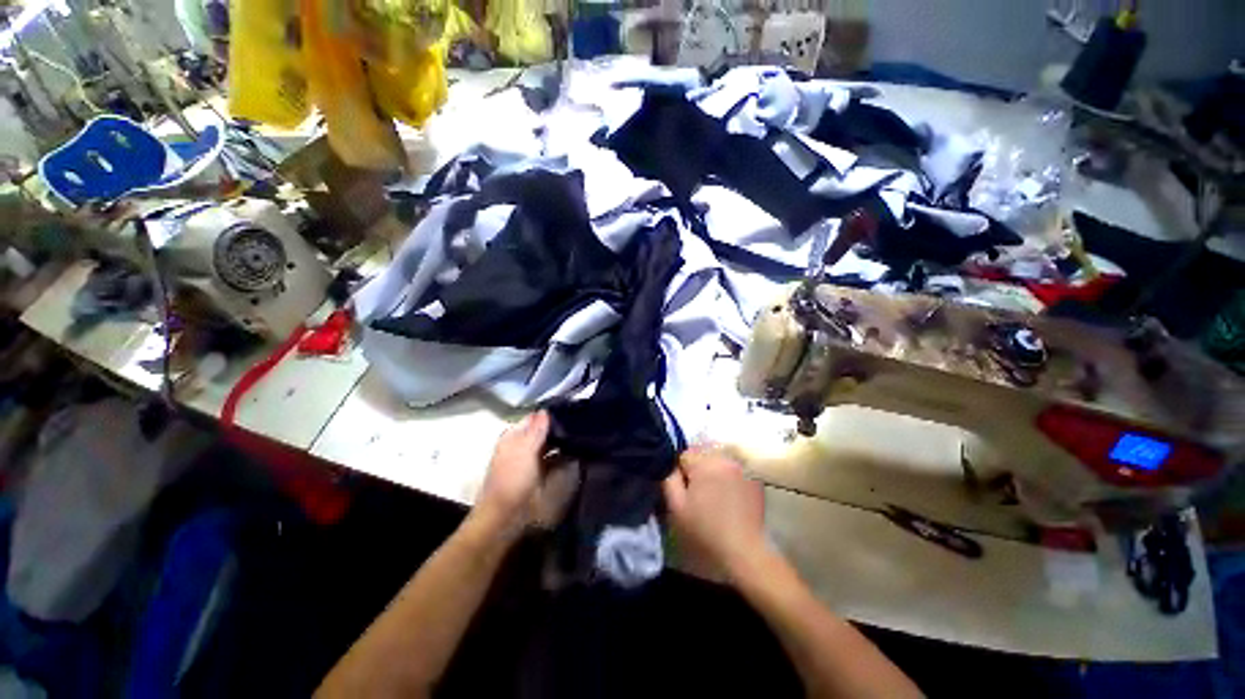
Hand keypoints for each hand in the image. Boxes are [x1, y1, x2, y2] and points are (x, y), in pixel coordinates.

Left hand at [472, 411, 577, 540]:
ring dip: (563, 442)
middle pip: (543, 431)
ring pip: (550, 444)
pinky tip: (577, 453)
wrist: (506, 518)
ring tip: (583, 435)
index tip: (571, 410)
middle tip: (580, 423)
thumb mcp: (524, 450)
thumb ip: (536, 430)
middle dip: (559, 427)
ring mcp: (532, 461)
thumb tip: (545, 410)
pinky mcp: (541, 475)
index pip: (534, 418)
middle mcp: (522, 445)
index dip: (550, 414)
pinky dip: (564, 455)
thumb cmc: (512, 480)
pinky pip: (555, 459)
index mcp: (514, 436)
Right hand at [662, 446, 766, 583]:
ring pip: (718, 459)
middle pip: (702, 452)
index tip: (684, 490)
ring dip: (713, 470)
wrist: (744, 551)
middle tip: (698, 493)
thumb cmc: (705, 531)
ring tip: (714, 494)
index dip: (680, 471)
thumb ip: (669, 478)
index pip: (684, 453)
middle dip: (697, 468)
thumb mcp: (677, 507)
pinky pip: (734, 468)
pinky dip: (728, 476)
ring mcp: (742, 467)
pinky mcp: (754, 477)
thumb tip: (670, 464)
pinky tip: (729, 496)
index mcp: (705, 463)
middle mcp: (725, 458)